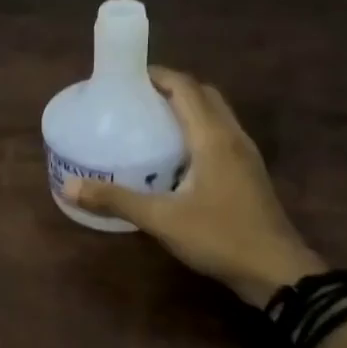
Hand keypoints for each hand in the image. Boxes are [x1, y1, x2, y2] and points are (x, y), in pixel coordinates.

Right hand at [63, 68, 323, 307]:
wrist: (277, 272)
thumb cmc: (220, 237)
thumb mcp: (161, 219)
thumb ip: (116, 200)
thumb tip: (69, 187)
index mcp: (213, 138)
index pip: (186, 88)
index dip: (158, 75)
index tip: (126, 77)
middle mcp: (233, 138)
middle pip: (204, 95)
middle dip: (172, 88)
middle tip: (136, 98)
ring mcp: (245, 156)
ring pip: (216, 115)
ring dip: (186, 108)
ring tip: (150, 121)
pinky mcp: (248, 174)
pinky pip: (220, 135)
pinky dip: (197, 130)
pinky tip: (174, 155)